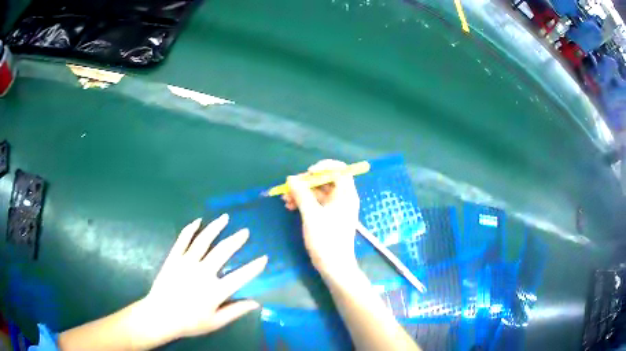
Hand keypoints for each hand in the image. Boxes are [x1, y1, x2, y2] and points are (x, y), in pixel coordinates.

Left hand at [144, 215, 267, 340]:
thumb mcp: (215, 322)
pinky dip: (190, 229)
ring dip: (215, 228)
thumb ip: (235, 311)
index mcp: (215, 290)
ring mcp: (186, 262)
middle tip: (245, 231)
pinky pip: (182, 240)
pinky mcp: (173, 258)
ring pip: (203, 241)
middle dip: (236, 240)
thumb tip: (256, 303)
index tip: (264, 258)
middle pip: (222, 252)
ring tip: (225, 218)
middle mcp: (203, 272)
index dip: (254, 267)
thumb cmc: (189, 322)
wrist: (160, 316)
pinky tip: (197, 221)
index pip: (240, 276)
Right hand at [282, 160, 360, 276]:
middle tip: (290, 187)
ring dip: (301, 193)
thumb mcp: (312, 215)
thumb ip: (301, 194)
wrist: (334, 266)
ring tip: (285, 199)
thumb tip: (291, 178)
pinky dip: (304, 202)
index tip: (308, 173)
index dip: (324, 167)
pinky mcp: (328, 217)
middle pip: (326, 180)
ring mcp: (335, 208)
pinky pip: (316, 203)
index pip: (340, 170)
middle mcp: (342, 198)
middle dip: (306, 182)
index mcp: (346, 194)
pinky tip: (290, 206)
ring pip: (318, 192)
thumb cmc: (326, 239)